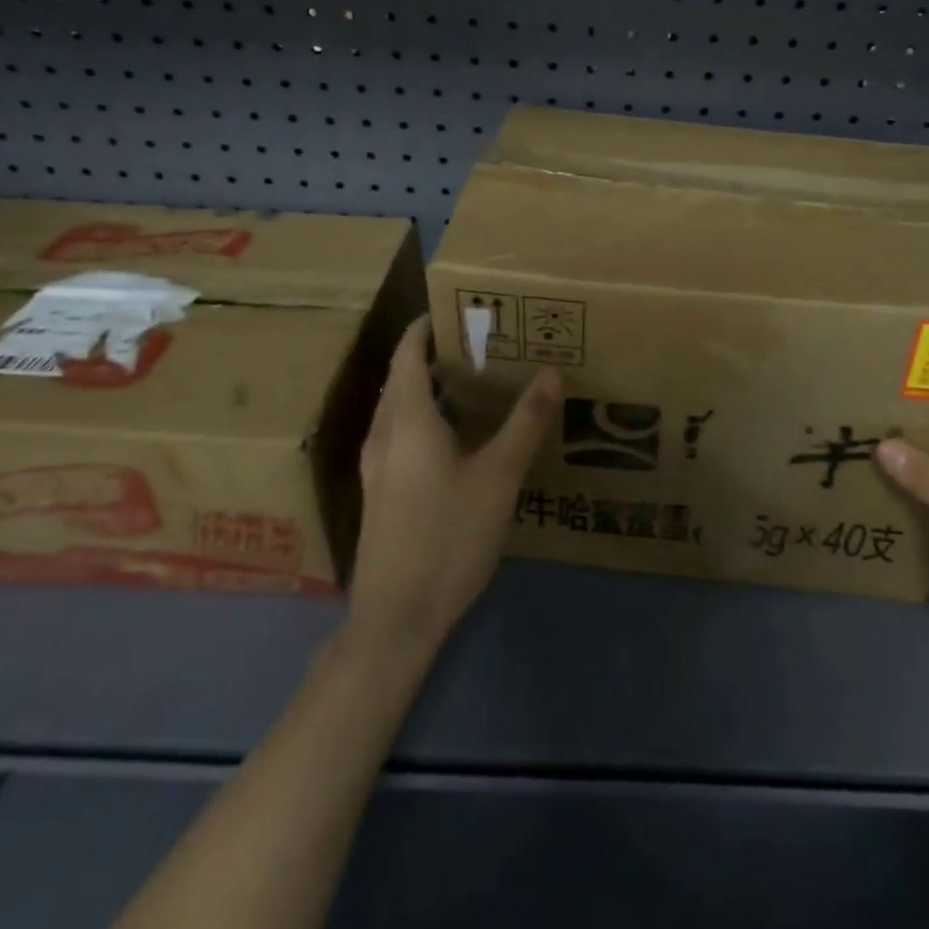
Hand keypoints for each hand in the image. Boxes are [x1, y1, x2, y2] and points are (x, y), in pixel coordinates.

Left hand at [346, 317, 561, 658]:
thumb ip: (526, 423)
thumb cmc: (448, 537)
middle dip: (434, 355)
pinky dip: (424, 417)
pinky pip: (400, 434)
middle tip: (481, 344)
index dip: (427, 327)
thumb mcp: (498, 478)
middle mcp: (384, 434)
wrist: (396, 618)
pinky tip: (457, 438)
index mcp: (407, 420)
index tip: (460, 310)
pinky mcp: (381, 492)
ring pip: (399, 409)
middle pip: (402, 378)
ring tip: (474, 382)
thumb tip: (552, 373)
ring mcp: (376, 466)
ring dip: (428, 387)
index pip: (408, 354)